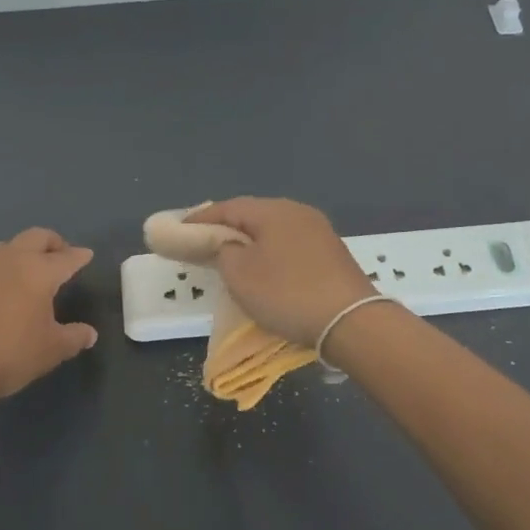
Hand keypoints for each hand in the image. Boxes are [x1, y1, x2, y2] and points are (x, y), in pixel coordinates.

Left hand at [0, 229, 97, 399]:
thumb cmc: (9, 353)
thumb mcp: (50, 351)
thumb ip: (73, 338)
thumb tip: (89, 333)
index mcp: (39, 272)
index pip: (66, 258)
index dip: (79, 256)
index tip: (86, 255)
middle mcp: (10, 260)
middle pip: (36, 237)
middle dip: (52, 242)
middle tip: (60, 254)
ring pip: (6, 246)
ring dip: (21, 252)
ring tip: (27, 269)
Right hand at [188, 198, 375, 348]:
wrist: (350, 322)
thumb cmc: (287, 293)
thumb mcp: (240, 274)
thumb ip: (223, 251)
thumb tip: (228, 245)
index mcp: (274, 210)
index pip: (228, 207)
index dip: (200, 219)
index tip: (179, 231)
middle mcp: (298, 212)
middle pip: (252, 215)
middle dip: (226, 229)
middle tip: (203, 244)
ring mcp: (319, 232)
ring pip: (273, 231)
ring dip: (250, 242)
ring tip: (231, 258)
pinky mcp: (332, 254)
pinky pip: (290, 246)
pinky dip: (271, 254)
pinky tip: (265, 270)